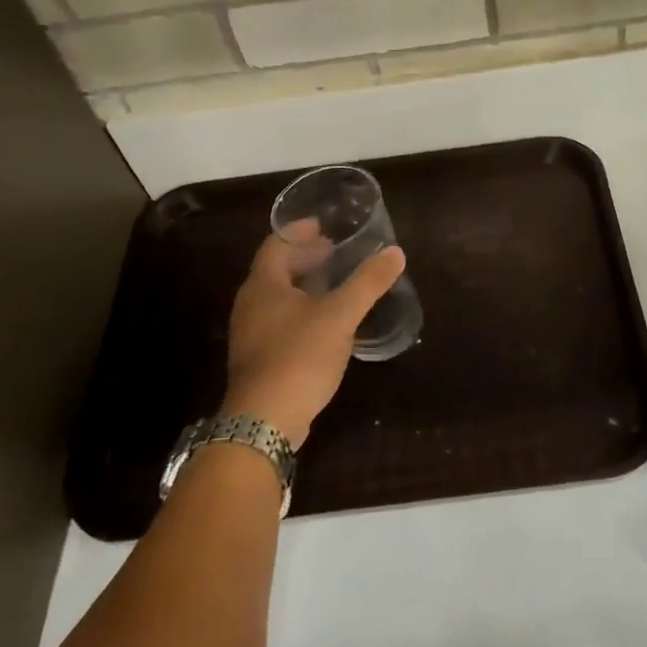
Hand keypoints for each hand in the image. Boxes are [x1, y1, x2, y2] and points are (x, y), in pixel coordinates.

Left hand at [220, 228, 405, 448]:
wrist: (265, 421)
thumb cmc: (299, 357)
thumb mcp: (340, 316)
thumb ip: (367, 283)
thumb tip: (395, 252)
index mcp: (264, 285)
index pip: (276, 244)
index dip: (299, 232)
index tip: (323, 226)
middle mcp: (250, 303)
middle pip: (275, 269)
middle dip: (304, 257)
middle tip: (334, 252)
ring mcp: (251, 333)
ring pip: (277, 297)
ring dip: (303, 285)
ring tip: (334, 284)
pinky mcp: (259, 357)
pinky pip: (279, 321)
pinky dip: (301, 310)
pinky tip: (325, 323)